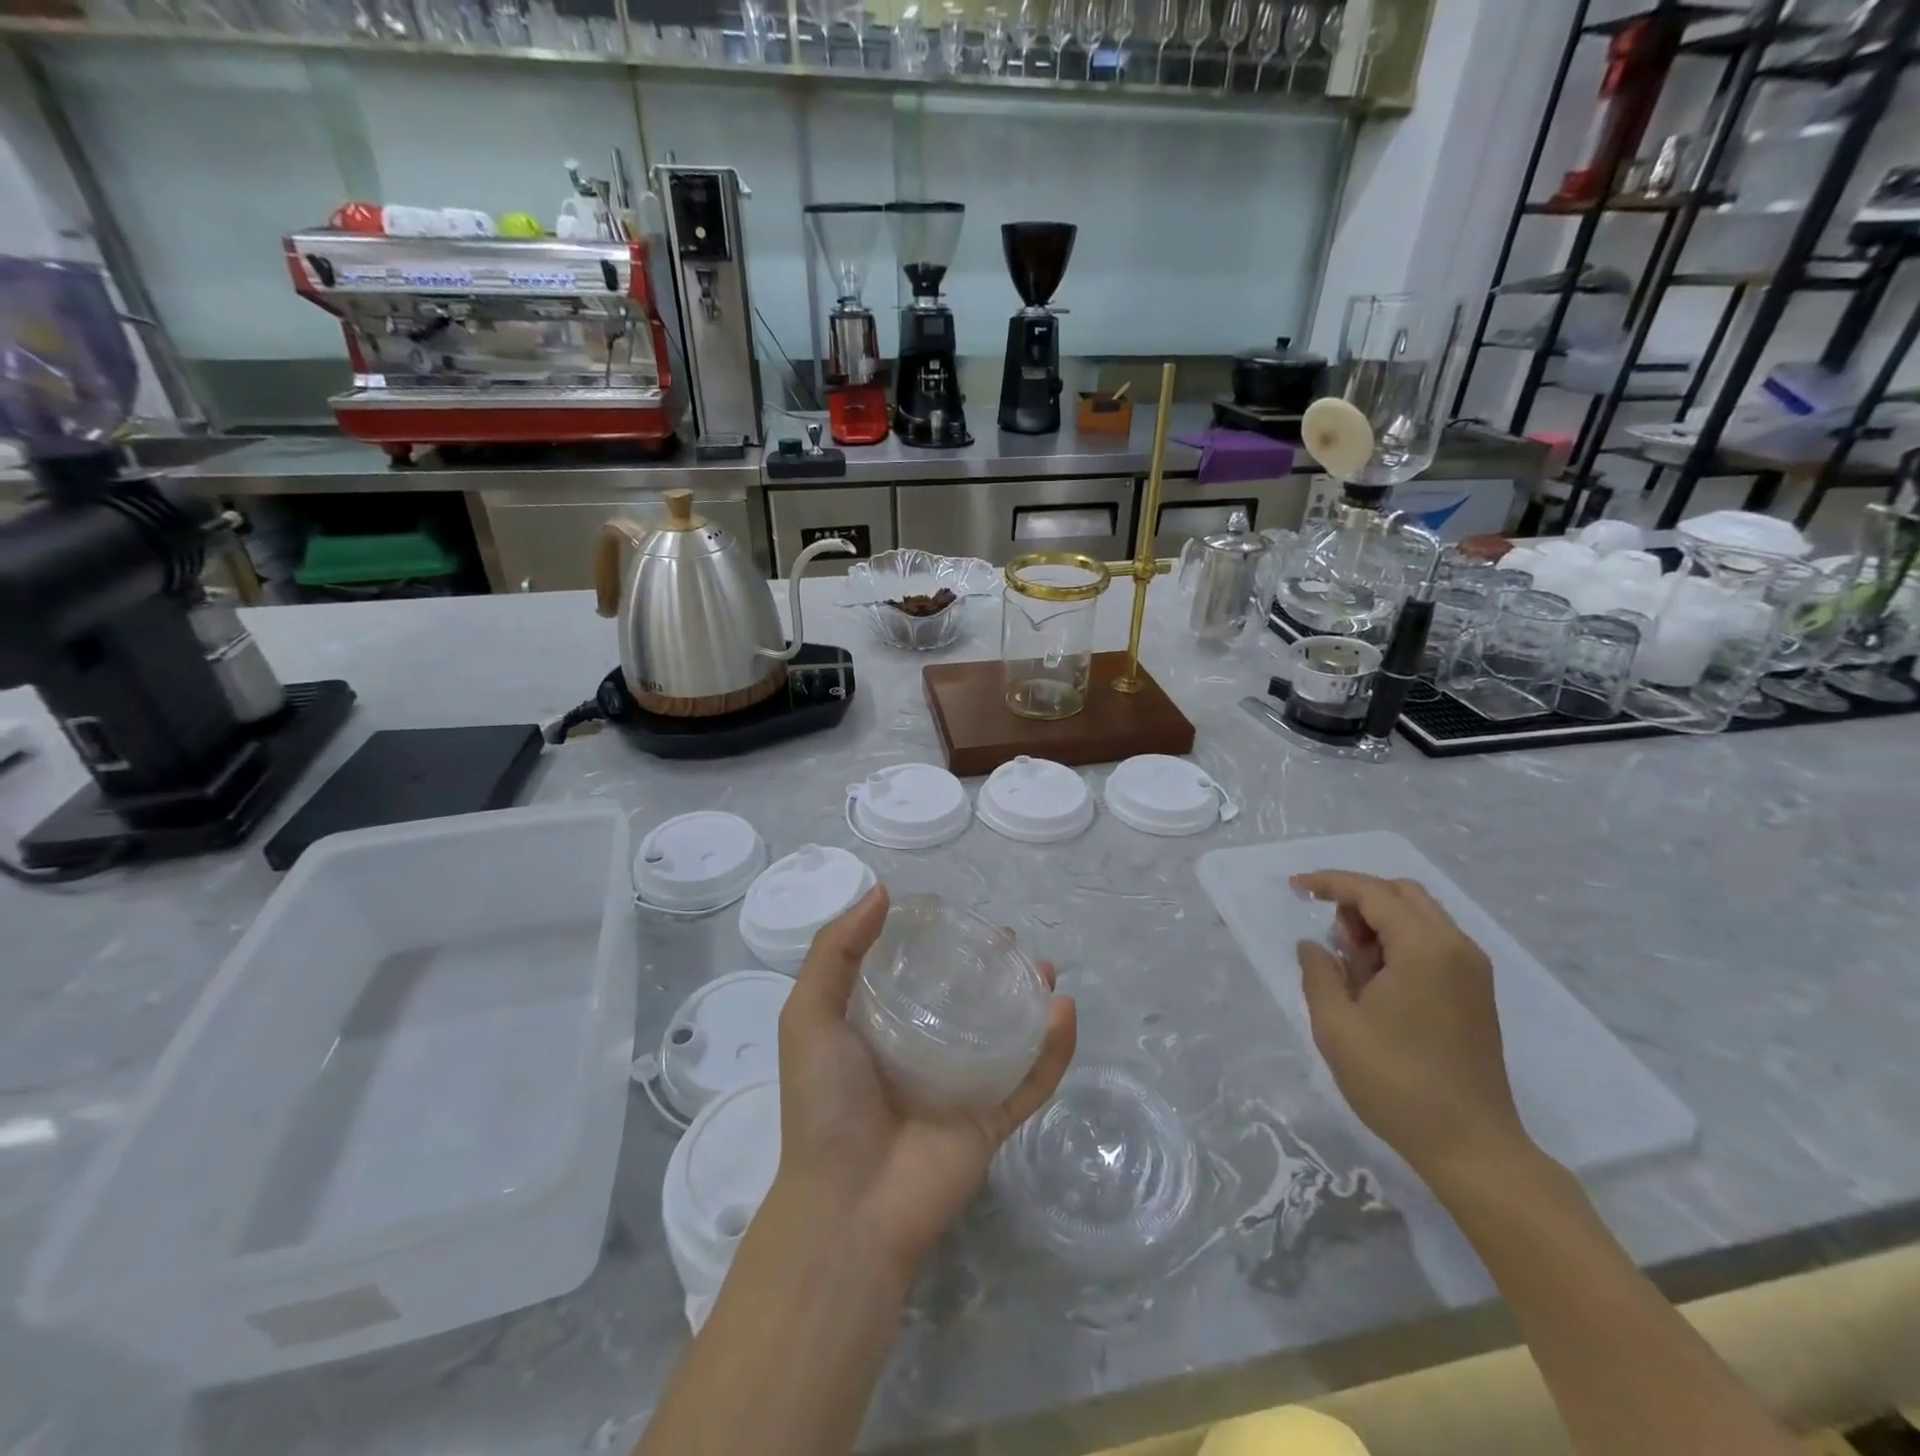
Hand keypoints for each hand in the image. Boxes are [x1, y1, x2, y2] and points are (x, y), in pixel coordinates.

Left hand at [774, 885, 1076, 1277]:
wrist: (847, 1207)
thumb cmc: (824, 1104)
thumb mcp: (809, 1016)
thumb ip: (834, 951)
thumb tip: (881, 891)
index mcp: (879, 1029)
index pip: (915, 974)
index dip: (936, 942)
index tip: (956, 916)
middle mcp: (923, 1053)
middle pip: (967, 1000)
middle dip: (990, 968)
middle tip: (1008, 940)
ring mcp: (961, 1089)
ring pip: (1006, 1035)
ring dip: (1029, 1000)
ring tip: (1044, 967)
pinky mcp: (992, 1122)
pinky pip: (1032, 1081)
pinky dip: (1055, 1049)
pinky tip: (1064, 1011)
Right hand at [1292, 870, 1530, 1183]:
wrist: (1472, 1147)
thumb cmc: (1396, 1083)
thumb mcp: (1336, 1026)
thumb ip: (1318, 972)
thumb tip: (1313, 946)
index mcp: (1424, 948)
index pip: (1372, 892)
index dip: (1329, 883)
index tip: (1294, 888)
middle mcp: (1456, 947)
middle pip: (1402, 894)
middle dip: (1358, 899)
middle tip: (1329, 933)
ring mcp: (1472, 971)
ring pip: (1420, 916)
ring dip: (1380, 921)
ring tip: (1350, 962)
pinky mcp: (1476, 993)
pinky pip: (1434, 942)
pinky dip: (1400, 942)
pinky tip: (1376, 979)